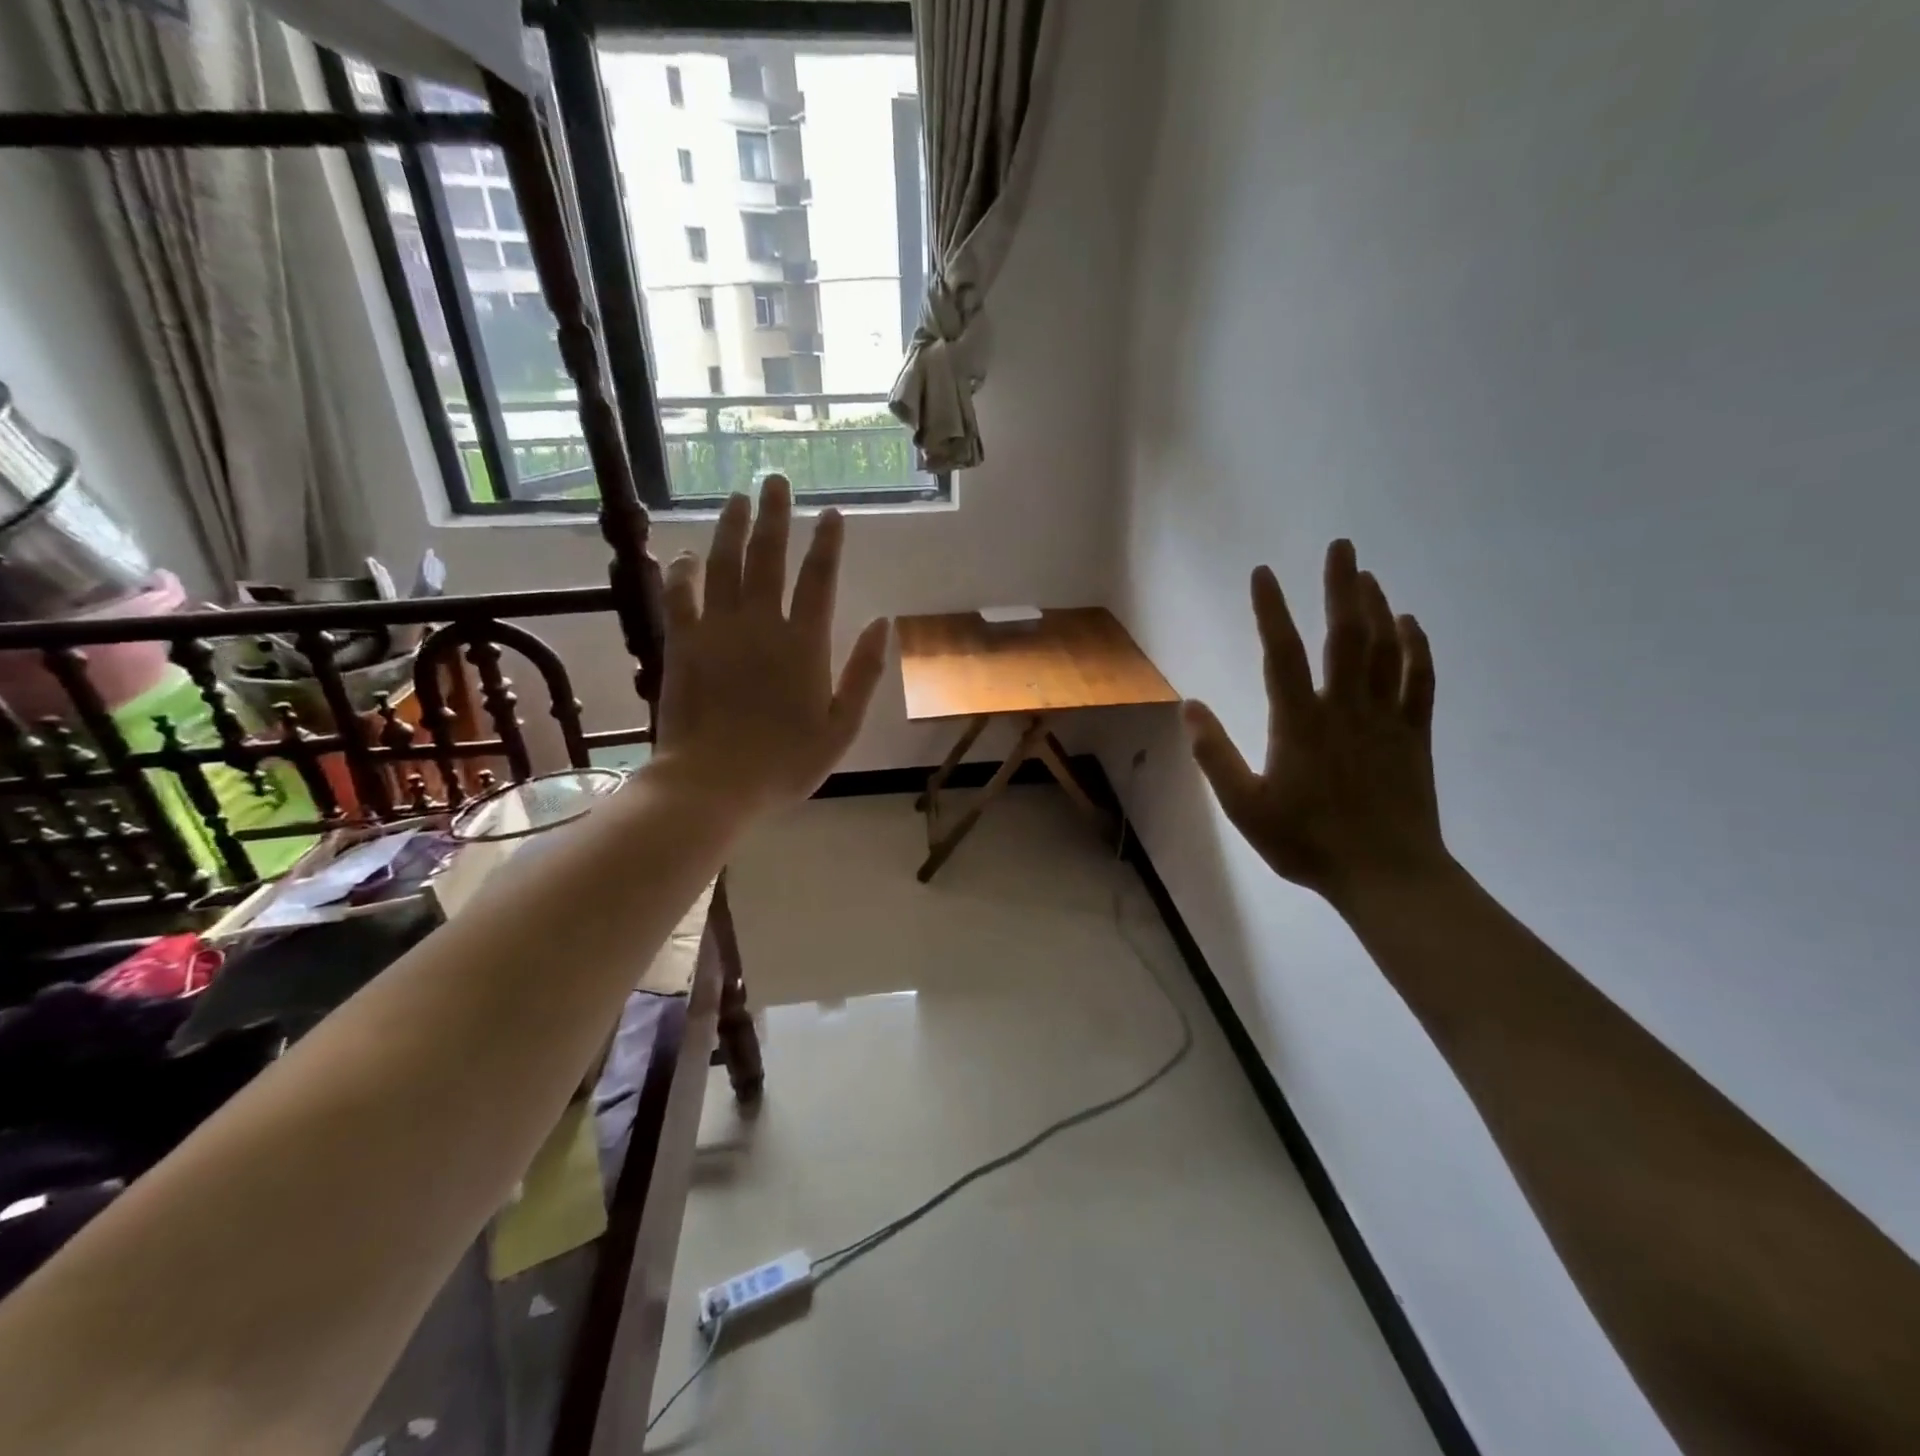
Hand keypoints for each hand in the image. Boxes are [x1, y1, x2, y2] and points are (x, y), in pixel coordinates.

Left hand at [654, 477, 889, 811]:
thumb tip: (883, 623)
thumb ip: (864, 674)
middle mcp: (761, 625)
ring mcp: (717, 631)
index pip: (819, 580)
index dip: (827, 544)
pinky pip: (680, 597)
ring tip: (737, 498)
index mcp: (804, 645)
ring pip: (724, 566)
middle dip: (776, 516)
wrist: (714, 784)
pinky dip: (682, 573)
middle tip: (776, 480)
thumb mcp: (842, 727)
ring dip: (731, 529)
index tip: (832, 514)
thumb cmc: (786, 763)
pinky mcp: (682, 644)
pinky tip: (685, 555)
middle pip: (769, 558)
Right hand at [1184, 540, 1447, 901]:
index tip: (1263, 573)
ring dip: (1376, 607)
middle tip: (1342, 546)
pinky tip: (1410, 624)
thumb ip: (1214, 754)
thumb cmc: (1306, 842)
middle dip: (1341, 586)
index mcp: (1298, 723)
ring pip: (1385, 650)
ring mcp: (1385, 719)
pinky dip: (1416, 648)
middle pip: (1344, 636)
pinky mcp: (1414, 735)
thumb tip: (1189, 706)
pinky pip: (1418, 681)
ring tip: (1367, 575)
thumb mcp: (1244, 806)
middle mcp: (1344, 708)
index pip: (1280, 654)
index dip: (1270, 610)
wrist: (1385, 874)